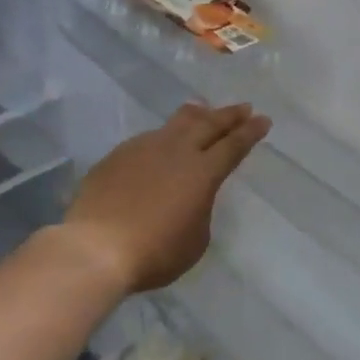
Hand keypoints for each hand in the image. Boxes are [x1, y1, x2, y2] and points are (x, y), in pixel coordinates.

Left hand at [63, 103, 269, 295]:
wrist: (96, 248)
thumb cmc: (155, 252)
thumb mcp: (195, 239)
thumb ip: (200, 209)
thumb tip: (191, 197)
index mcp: (203, 172)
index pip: (234, 145)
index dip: (251, 132)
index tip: (263, 120)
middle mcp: (176, 151)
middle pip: (209, 124)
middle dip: (229, 115)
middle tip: (244, 107)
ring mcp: (144, 148)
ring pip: (177, 123)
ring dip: (196, 115)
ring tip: (203, 109)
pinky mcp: (118, 155)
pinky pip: (148, 139)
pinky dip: (164, 136)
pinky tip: (161, 143)